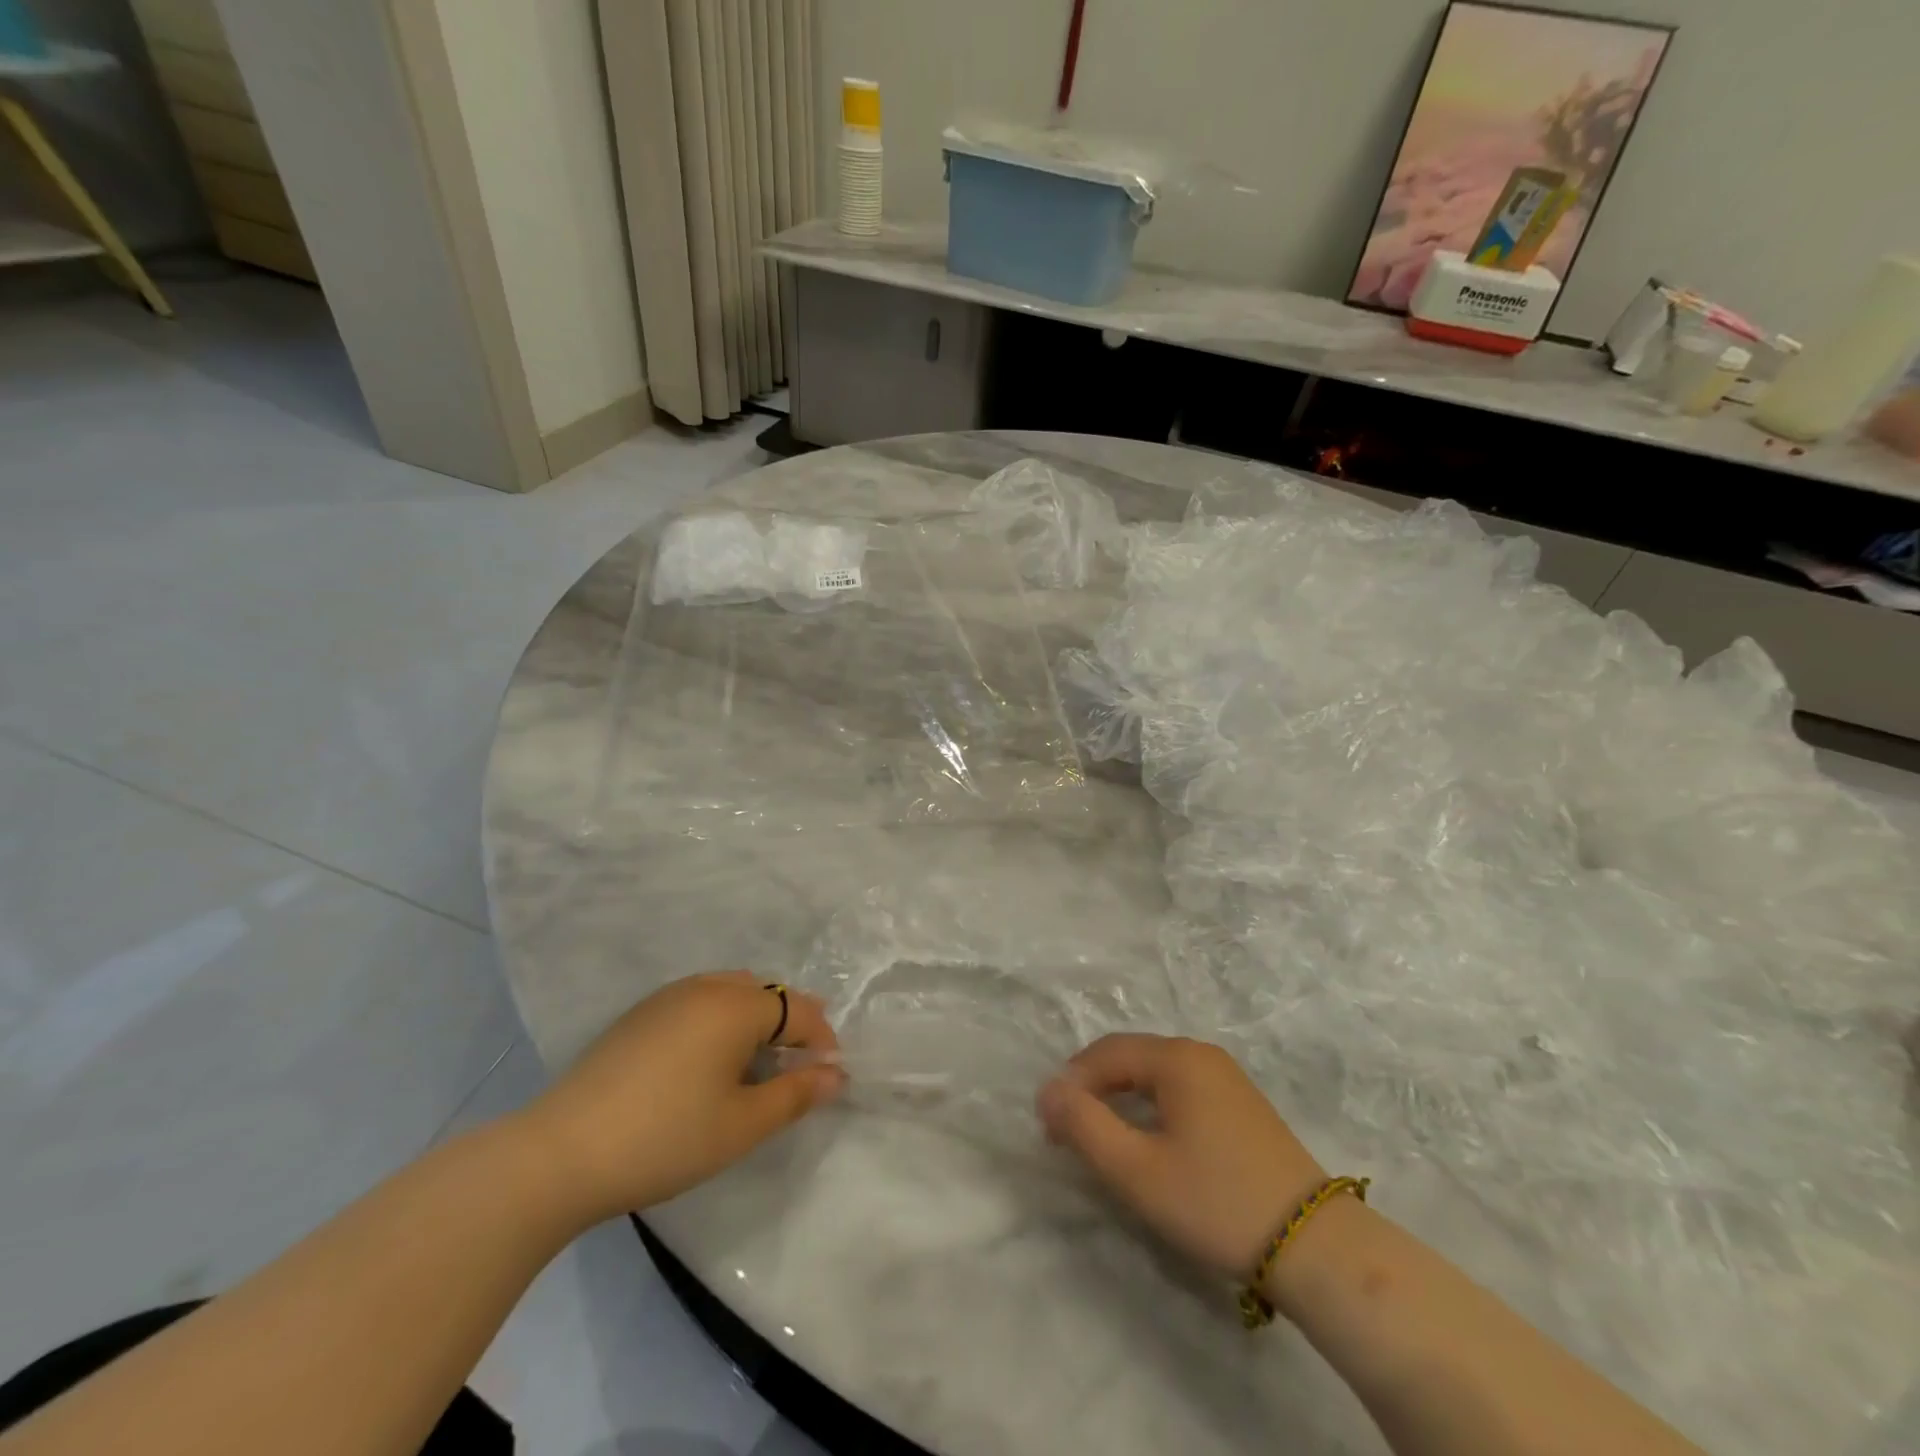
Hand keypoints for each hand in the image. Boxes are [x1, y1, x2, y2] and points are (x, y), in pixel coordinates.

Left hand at [521, 972, 844, 1225]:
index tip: (829, 1076)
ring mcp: (666, 998)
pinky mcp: (637, 1016)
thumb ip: (795, 1095)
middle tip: (797, 1067)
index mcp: (736, 1006)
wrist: (560, 1154)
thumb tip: (836, 1075)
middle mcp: (705, 987)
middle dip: (790, 1024)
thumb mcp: (742, 1125)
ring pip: (729, 993)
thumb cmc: (666, 1138)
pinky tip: (707, 1063)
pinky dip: (719, 1022)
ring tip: (756, 1064)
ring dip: (754, 1020)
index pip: (798, 1009)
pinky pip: (698, 1003)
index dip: (821, 1040)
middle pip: (765, 994)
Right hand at [1038, 1034, 1325, 1278]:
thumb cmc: (1215, 1201)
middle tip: (1069, 1133)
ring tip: (1103, 1139)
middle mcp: (1201, 1054)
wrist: (1315, 1246)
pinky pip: (1180, 1090)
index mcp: (1176, 1057)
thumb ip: (1084, 1125)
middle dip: (1094, 1090)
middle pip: (1130, 1058)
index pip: (1105, 1053)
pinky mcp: (1242, 1104)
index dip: (1071, 1084)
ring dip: (1121, 1099)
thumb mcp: (1136, 1170)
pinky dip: (1152, 1107)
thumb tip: (1047, 1092)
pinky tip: (1150, 1141)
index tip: (1050, 1127)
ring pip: (1155, 1075)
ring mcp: (1227, 1077)